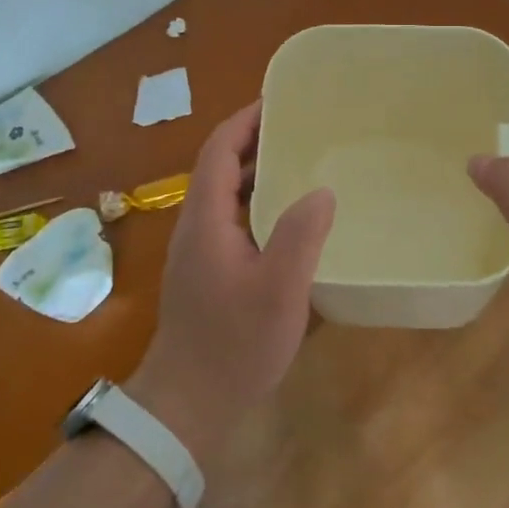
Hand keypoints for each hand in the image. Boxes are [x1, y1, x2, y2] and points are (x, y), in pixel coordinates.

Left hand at [128, 102, 335, 465]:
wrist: (187, 405)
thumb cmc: (234, 344)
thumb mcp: (279, 290)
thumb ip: (300, 235)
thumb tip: (321, 191)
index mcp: (206, 219)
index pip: (219, 150)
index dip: (245, 121)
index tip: (279, 102)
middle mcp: (196, 226)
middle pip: (220, 167)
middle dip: (255, 142)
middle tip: (302, 131)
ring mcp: (198, 252)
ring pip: (225, 196)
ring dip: (256, 174)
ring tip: (302, 166)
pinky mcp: (206, 273)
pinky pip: (231, 221)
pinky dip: (256, 205)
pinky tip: (289, 222)